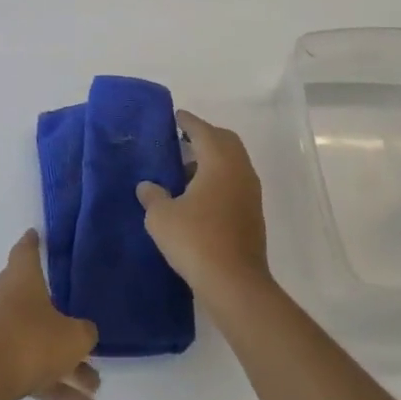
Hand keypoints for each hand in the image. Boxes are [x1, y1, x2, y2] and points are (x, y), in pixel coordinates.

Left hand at [0, 232, 100, 399]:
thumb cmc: (26, 343)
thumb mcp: (71, 337)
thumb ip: (84, 333)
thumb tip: (83, 334)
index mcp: (20, 280)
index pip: (26, 251)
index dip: (33, 243)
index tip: (37, 234)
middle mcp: (5, 301)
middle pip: (37, 304)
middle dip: (63, 322)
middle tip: (87, 333)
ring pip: (38, 344)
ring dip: (66, 365)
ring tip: (95, 387)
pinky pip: (31, 372)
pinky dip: (55, 387)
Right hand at [137, 110, 270, 306]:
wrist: (235, 283)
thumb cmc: (196, 240)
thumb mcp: (161, 217)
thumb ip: (153, 195)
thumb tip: (148, 186)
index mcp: (219, 161)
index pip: (203, 130)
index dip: (188, 121)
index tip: (175, 116)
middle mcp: (240, 170)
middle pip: (224, 141)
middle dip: (204, 137)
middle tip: (181, 141)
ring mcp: (250, 193)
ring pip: (232, 163)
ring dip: (212, 160)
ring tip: (185, 170)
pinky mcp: (252, 214)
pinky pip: (235, 182)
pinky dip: (218, 179)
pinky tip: (198, 196)